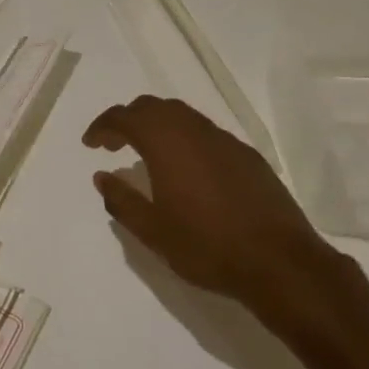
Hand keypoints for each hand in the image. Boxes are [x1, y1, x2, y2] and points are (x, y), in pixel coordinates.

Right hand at [84, 96, 323, 301]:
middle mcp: (193, 130)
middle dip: (129, 120)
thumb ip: (122, 200)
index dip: (103, 126)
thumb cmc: (206, 246)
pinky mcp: (247, 154)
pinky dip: (185, 139)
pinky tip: (187, 170)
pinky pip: (206, 133)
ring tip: (148, 155)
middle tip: (114, 145)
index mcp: (165, 142)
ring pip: (182, 115)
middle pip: (153, 107)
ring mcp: (224, 140)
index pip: (124, 117)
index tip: (91, 144)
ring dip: (158, 126)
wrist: (278, 261)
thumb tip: (102, 177)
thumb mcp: (153, 231)